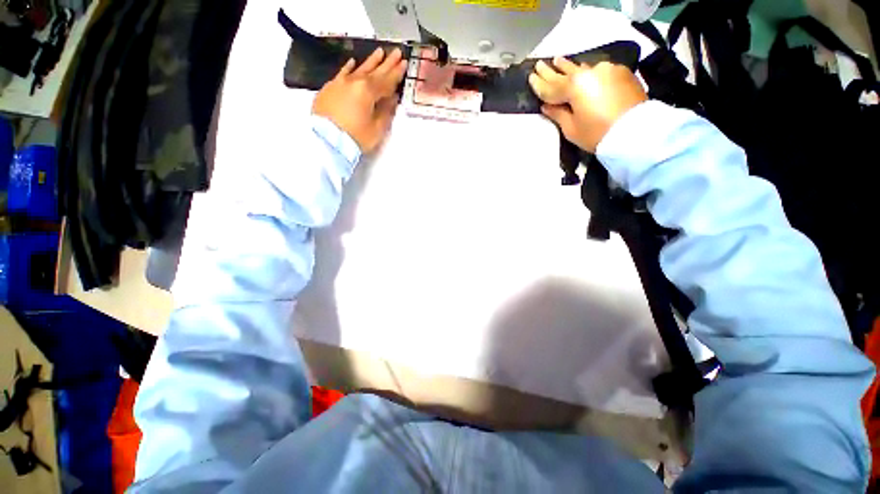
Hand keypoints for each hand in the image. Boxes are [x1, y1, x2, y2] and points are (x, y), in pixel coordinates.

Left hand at [313, 47, 407, 153]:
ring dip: (371, 61)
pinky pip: (341, 74)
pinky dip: (348, 67)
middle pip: (374, 71)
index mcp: (368, 91)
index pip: (386, 81)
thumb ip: (386, 111)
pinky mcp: (329, 89)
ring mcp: (340, 83)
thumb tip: (392, 98)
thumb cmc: (356, 137)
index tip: (404, 63)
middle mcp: (354, 82)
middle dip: (387, 62)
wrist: (327, 141)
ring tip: (379, 52)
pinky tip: (352, 61)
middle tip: (396, 52)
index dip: (396, 73)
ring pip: (359, 69)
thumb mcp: (377, 128)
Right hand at [529, 58, 646, 152]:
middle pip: (565, 72)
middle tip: (539, 64)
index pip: (551, 86)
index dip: (539, 84)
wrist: (635, 132)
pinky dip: (587, 72)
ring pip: (582, 68)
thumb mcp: (571, 128)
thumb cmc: (597, 134)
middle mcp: (589, 72)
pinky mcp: (620, 72)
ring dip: (569, 66)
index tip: (530, 77)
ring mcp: (607, 69)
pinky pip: (598, 70)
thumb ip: (557, 113)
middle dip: (551, 70)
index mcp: (574, 86)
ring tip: (559, 60)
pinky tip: (582, 70)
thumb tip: (546, 105)